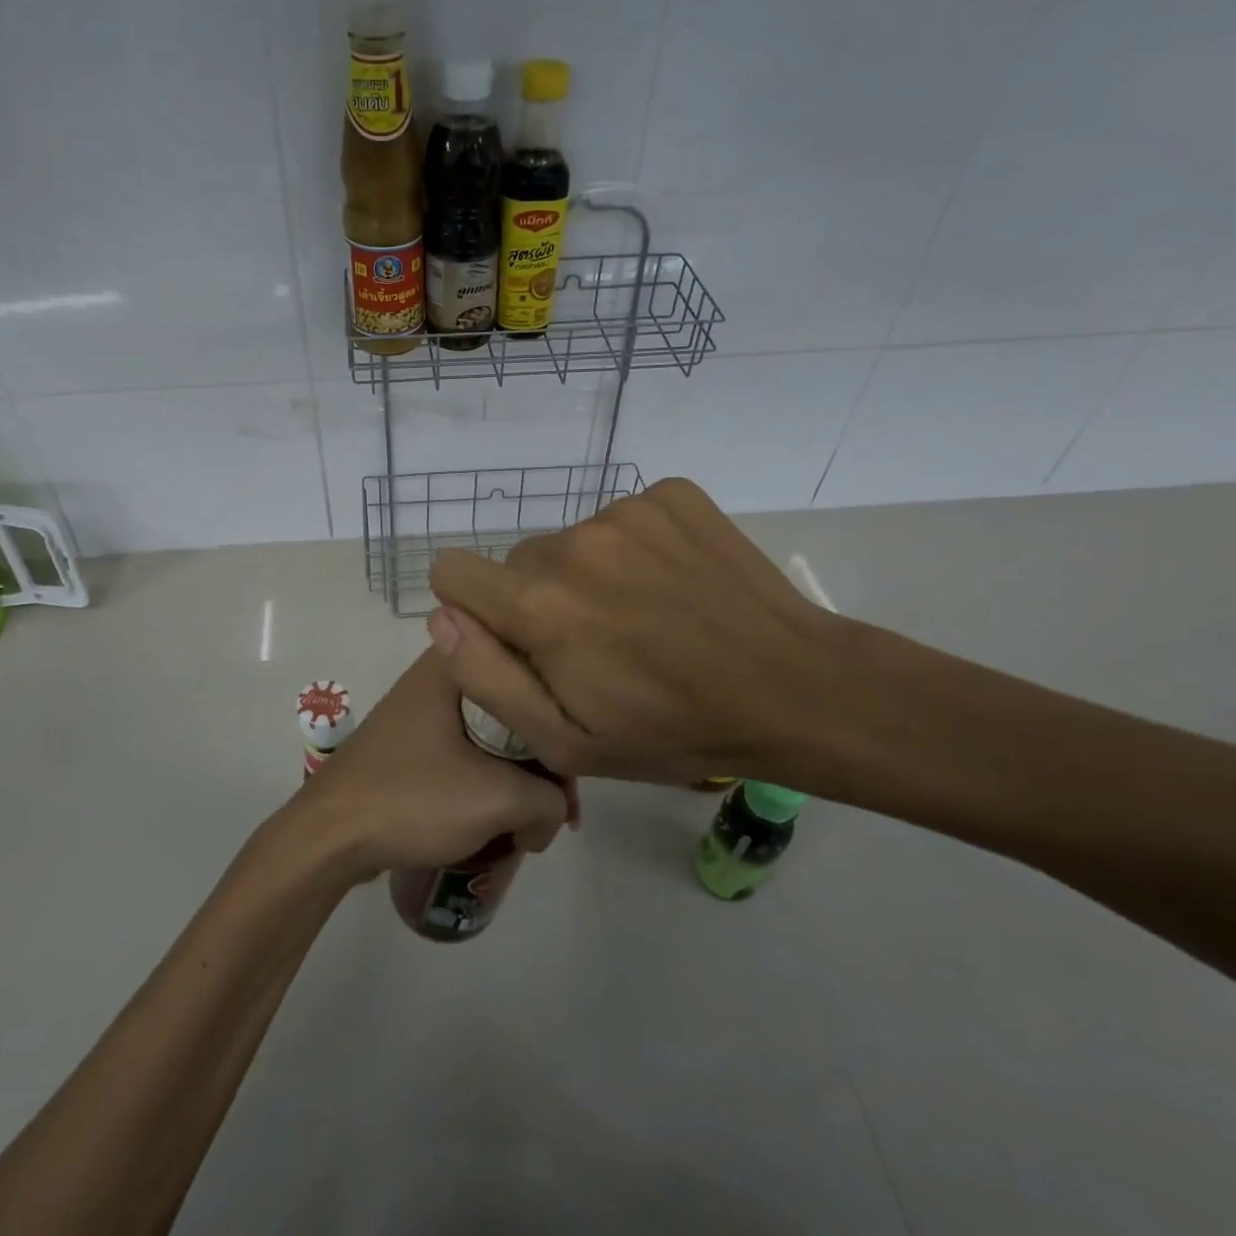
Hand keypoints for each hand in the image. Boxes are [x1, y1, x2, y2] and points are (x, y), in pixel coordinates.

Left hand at [293, 649, 569, 878]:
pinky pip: (464, 750)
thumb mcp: (497, 799)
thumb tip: (553, 815)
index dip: (562, 720)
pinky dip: (486, 779)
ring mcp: (418, 709)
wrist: (329, 835)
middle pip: (513, 708)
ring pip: (490, 734)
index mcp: (453, 664)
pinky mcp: (408, 742)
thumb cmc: (413, 798)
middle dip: (541, 760)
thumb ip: (549, 800)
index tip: (576, 767)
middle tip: (555, 810)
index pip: (530, 674)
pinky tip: (497, 818)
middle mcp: (435, 676)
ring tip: (529, 823)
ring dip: (515, 775)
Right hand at [426, 477, 854, 788]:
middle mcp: (574, 543)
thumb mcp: (566, 741)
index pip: (452, 571)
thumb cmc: (672, 730)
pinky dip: (633, 549)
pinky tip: (672, 586)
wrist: (793, 687)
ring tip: (642, 617)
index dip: (472, 608)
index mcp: (540, 605)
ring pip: (570, 541)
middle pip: (518, 562)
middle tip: (595, 644)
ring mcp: (627, 511)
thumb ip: (487, 677)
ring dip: (587, 576)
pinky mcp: (671, 494)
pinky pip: (620, 517)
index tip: (515, 639)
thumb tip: (442, 618)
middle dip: (538, 600)